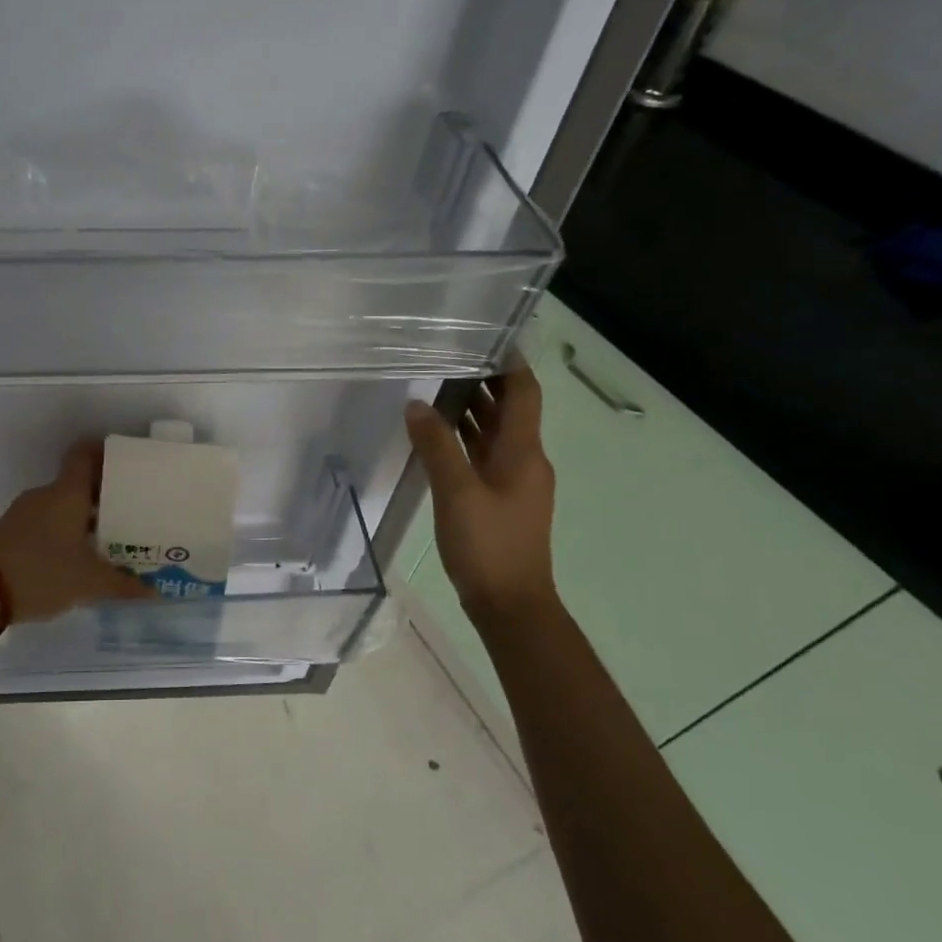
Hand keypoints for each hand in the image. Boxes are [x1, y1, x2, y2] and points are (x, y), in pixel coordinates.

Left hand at [0, 441, 153, 623]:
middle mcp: (46, 494)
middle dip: (103, 495)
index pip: (84, 454)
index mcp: (67, 493)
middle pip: (77, 482)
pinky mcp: (11, 530)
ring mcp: (25, 511)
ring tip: (107, 537)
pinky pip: (46, 520)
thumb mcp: (88, 582)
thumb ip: (123, 584)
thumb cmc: (42, 573)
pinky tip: (77, 556)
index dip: (104, 452)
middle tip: (129, 511)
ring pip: (62, 504)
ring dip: (82, 516)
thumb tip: (156, 590)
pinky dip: (64, 530)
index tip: (126, 463)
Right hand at [404, 358, 557, 625]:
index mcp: (523, 452)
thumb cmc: (488, 544)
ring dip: (473, 411)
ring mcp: (514, 482)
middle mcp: (525, 460)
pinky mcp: (501, 500)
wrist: (511, 605)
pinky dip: (466, 439)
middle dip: (483, 382)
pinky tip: (437, 436)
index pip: (524, 393)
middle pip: (510, 410)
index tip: (485, 337)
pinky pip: (484, 456)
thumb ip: (437, 444)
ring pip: (495, 434)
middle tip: (446, 357)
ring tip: (435, 387)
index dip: (510, 363)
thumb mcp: (457, 491)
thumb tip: (417, 404)